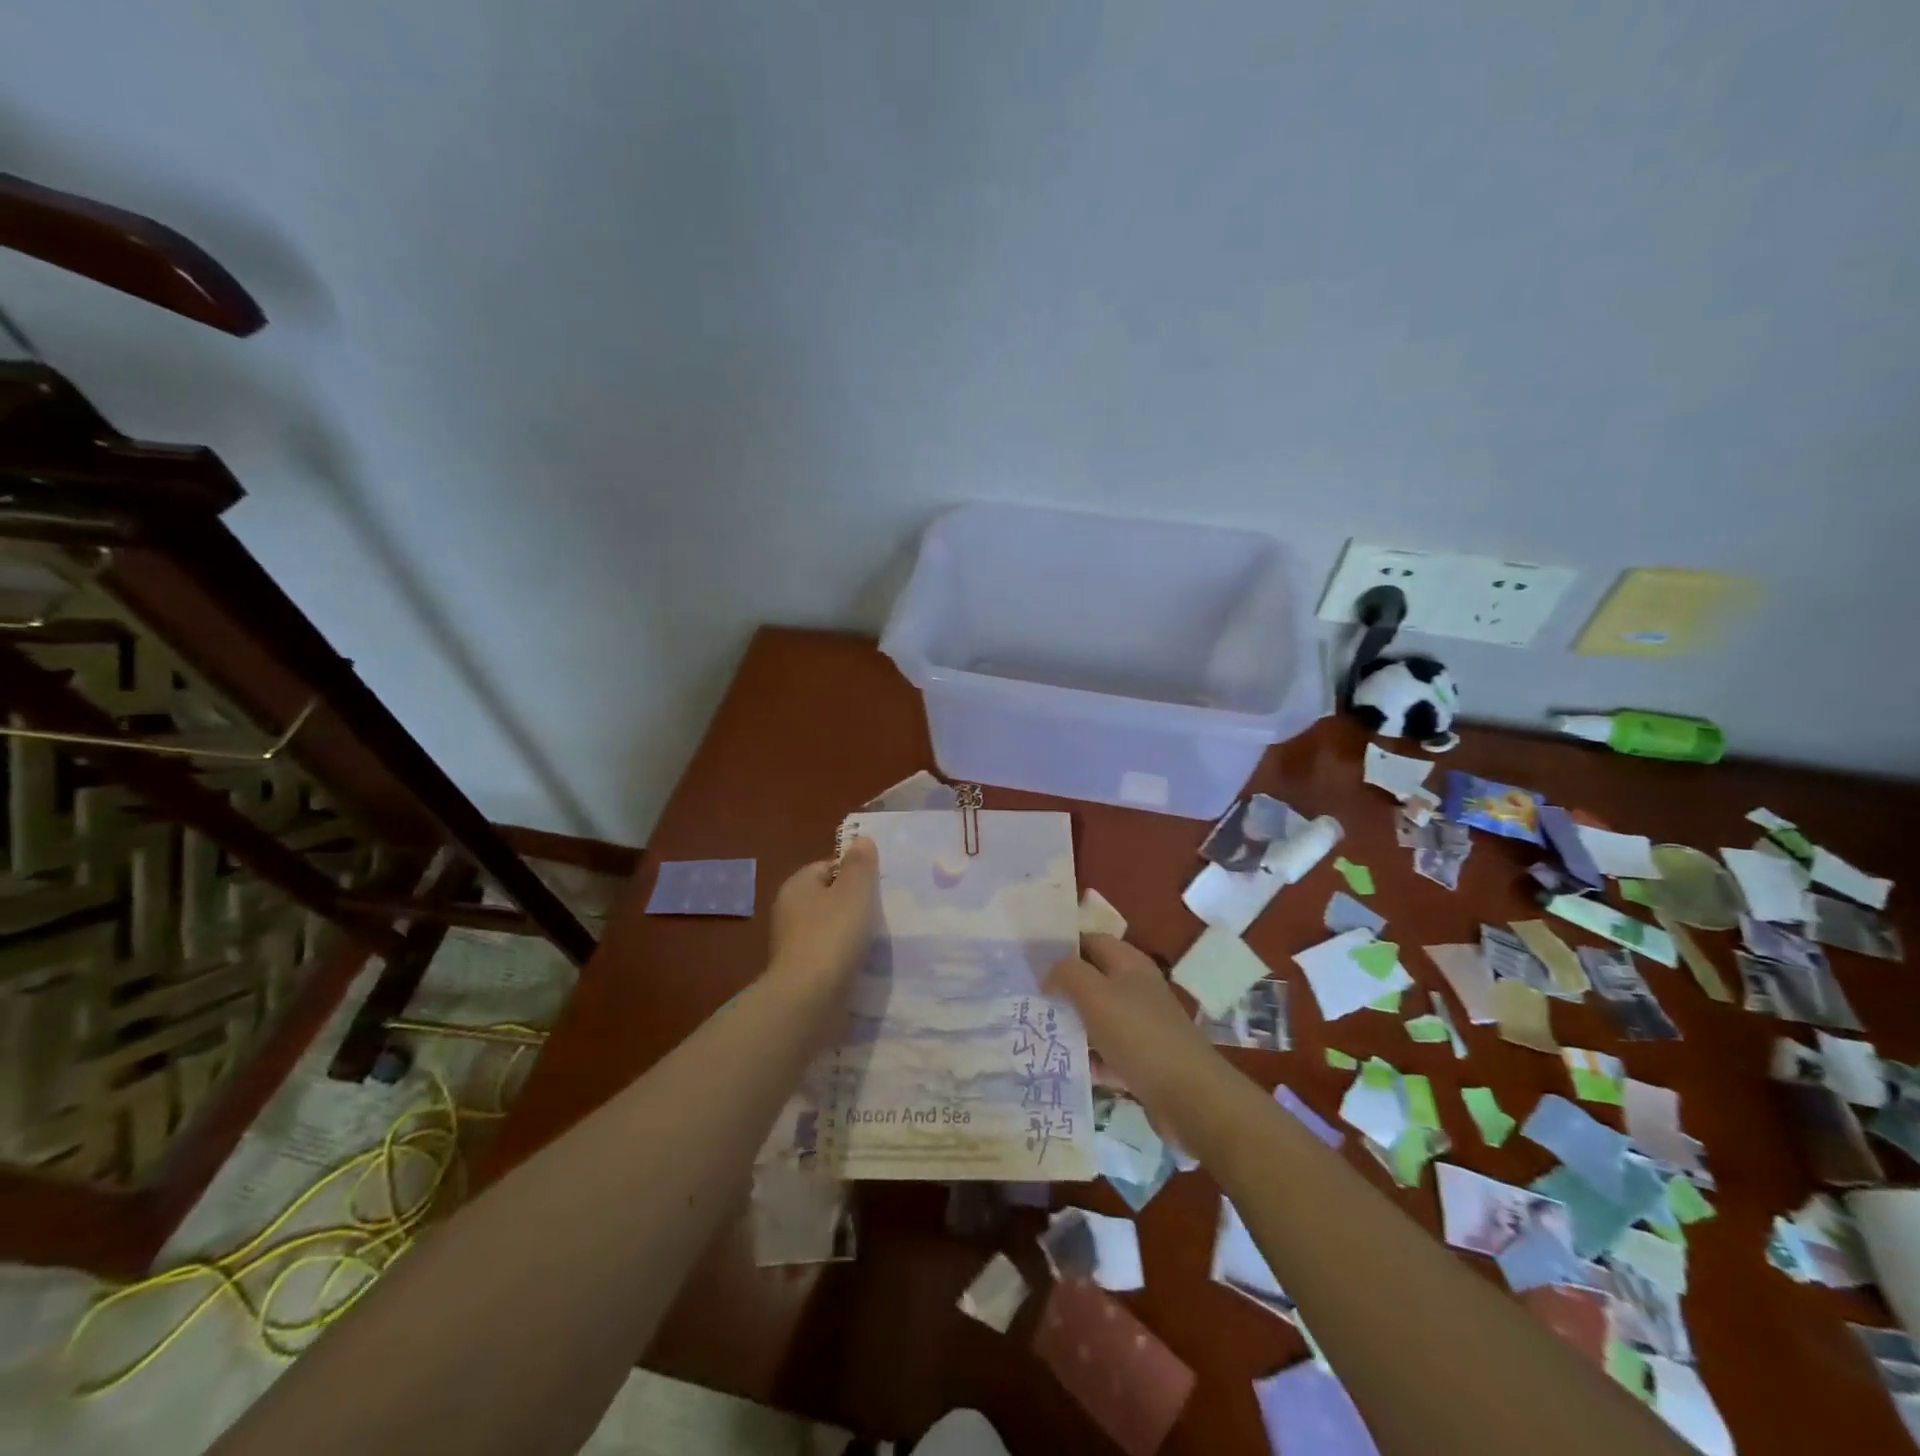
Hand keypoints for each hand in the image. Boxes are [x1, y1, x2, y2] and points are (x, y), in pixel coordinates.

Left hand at [767, 836, 878, 1002]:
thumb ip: (860, 864)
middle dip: (854, 905)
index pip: (828, 866)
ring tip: (877, 941)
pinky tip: (862, 965)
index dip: (854, 873)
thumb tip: (861, 840)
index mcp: (797, 885)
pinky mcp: (800, 973)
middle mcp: (789, 911)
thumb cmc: (833, 935)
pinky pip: (828, 956)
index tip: (878, 888)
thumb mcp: (854, 891)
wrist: (809, 999)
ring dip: (851, 934)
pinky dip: (844, 958)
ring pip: (830, 929)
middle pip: (829, 898)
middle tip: (883, 913)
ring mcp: (792, 945)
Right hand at [1046, 934, 1228, 1149]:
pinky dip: (1088, 1059)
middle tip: (1025, 997)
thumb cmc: (1139, 1035)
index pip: (1091, 941)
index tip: (1029, 959)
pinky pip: (1107, 1053)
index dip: (1062, 946)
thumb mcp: (1095, 995)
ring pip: (1097, 1018)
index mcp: (1129, 964)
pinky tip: (1062, 1066)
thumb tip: (1048, 972)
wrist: (1189, 1097)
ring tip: (1035, 1031)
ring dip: (1071, 1025)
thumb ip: (1067, 974)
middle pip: (1093, 981)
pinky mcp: (1142, 1061)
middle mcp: (1136, 990)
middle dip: (1062, 988)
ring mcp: (1141, 1026)